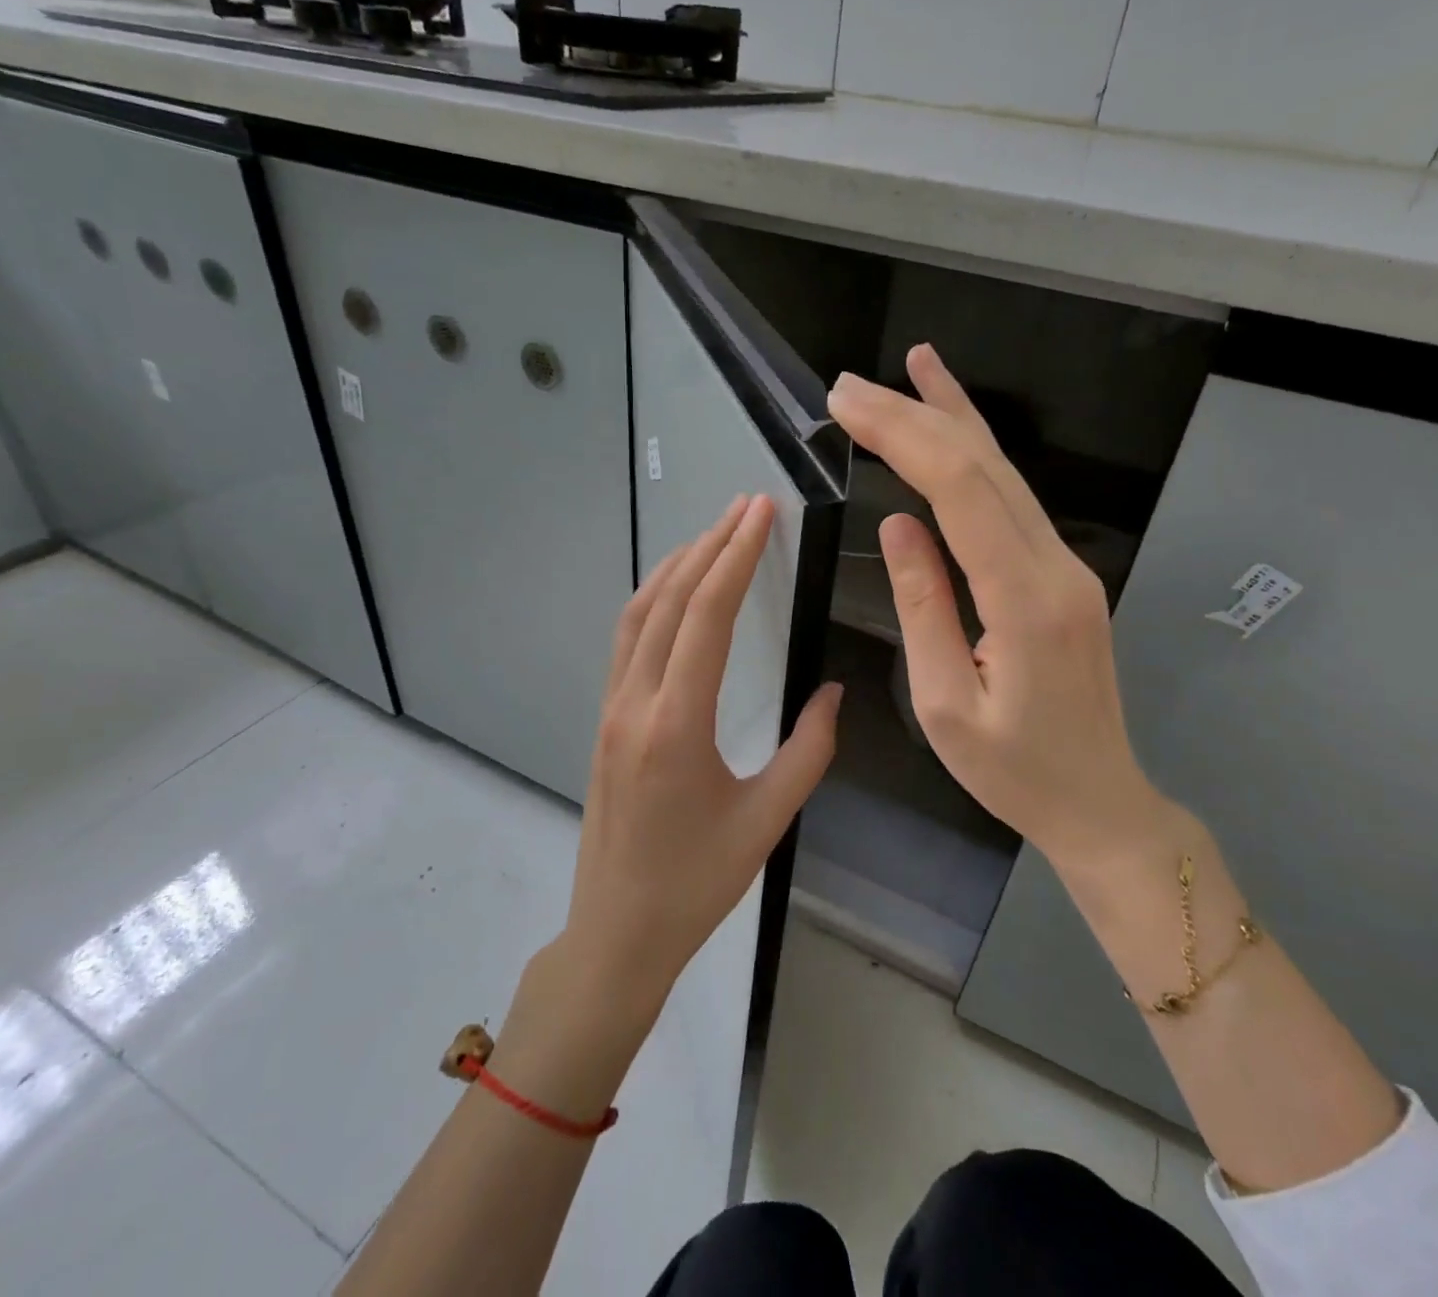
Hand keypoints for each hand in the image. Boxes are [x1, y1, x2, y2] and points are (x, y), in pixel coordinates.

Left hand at [561, 494, 842, 1014]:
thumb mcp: (767, 820)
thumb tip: (830, 689)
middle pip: (670, 601)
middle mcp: (636, 702)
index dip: (735, 557)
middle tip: (746, 506)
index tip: (761, 513)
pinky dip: (654, 599)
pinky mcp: (606, 719)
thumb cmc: (696, 883)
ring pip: (639, 614)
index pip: (706, 616)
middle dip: (710, 545)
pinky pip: (627, 640)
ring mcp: (612, 708)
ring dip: (677, 566)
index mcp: (676, 723)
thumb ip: (808, 749)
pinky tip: (677, 591)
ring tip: (715, 533)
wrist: (617, 932)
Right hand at [827, 345, 1173, 875]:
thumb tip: (899, 524)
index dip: (901, 436)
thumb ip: (924, 606)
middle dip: (914, 414)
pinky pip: (1015, 498)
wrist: (1100, 801)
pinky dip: (979, 452)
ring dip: (952, 417)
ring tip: (911, 367)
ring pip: (1006, 471)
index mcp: (1024, 601)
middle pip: (982, 466)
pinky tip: (958, 424)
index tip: (846, 406)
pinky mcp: (1064, 572)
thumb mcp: (946, 703)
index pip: (958, 491)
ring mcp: (1068, 564)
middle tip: (849, 386)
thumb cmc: (1014, 771)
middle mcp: (1056, 566)